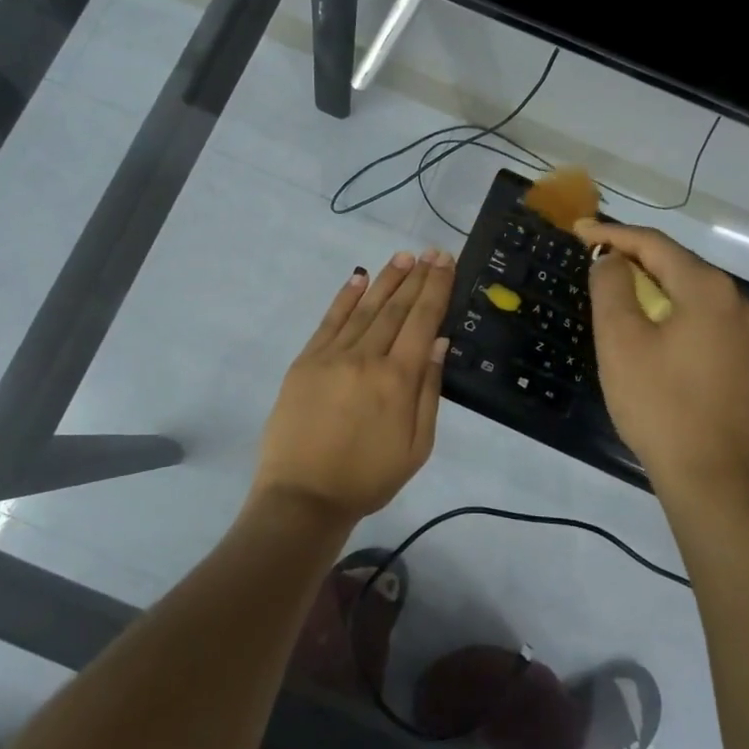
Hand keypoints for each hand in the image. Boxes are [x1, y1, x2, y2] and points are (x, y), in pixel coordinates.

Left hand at [253, 249, 455, 526]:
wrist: (303, 497)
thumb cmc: (368, 478)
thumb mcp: (417, 447)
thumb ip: (428, 391)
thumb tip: (437, 341)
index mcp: (398, 380)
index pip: (422, 321)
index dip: (436, 288)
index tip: (445, 262)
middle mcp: (366, 358)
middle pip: (396, 308)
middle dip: (416, 277)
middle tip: (431, 251)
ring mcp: (332, 356)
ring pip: (365, 308)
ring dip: (386, 280)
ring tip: (404, 257)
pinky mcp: (306, 362)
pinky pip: (329, 321)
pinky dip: (345, 297)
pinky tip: (359, 278)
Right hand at [576, 219, 748, 506]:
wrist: (713, 477)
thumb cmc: (659, 403)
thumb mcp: (620, 340)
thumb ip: (612, 287)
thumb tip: (614, 262)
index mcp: (707, 288)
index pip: (654, 244)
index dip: (612, 234)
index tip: (578, 231)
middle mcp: (735, 301)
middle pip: (676, 264)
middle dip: (633, 258)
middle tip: (593, 259)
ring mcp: (745, 333)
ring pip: (690, 293)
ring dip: (651, 286)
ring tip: (616, 290)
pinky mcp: (744, 361)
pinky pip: (701, 319)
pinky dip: (670, 311)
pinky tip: (650, 328)